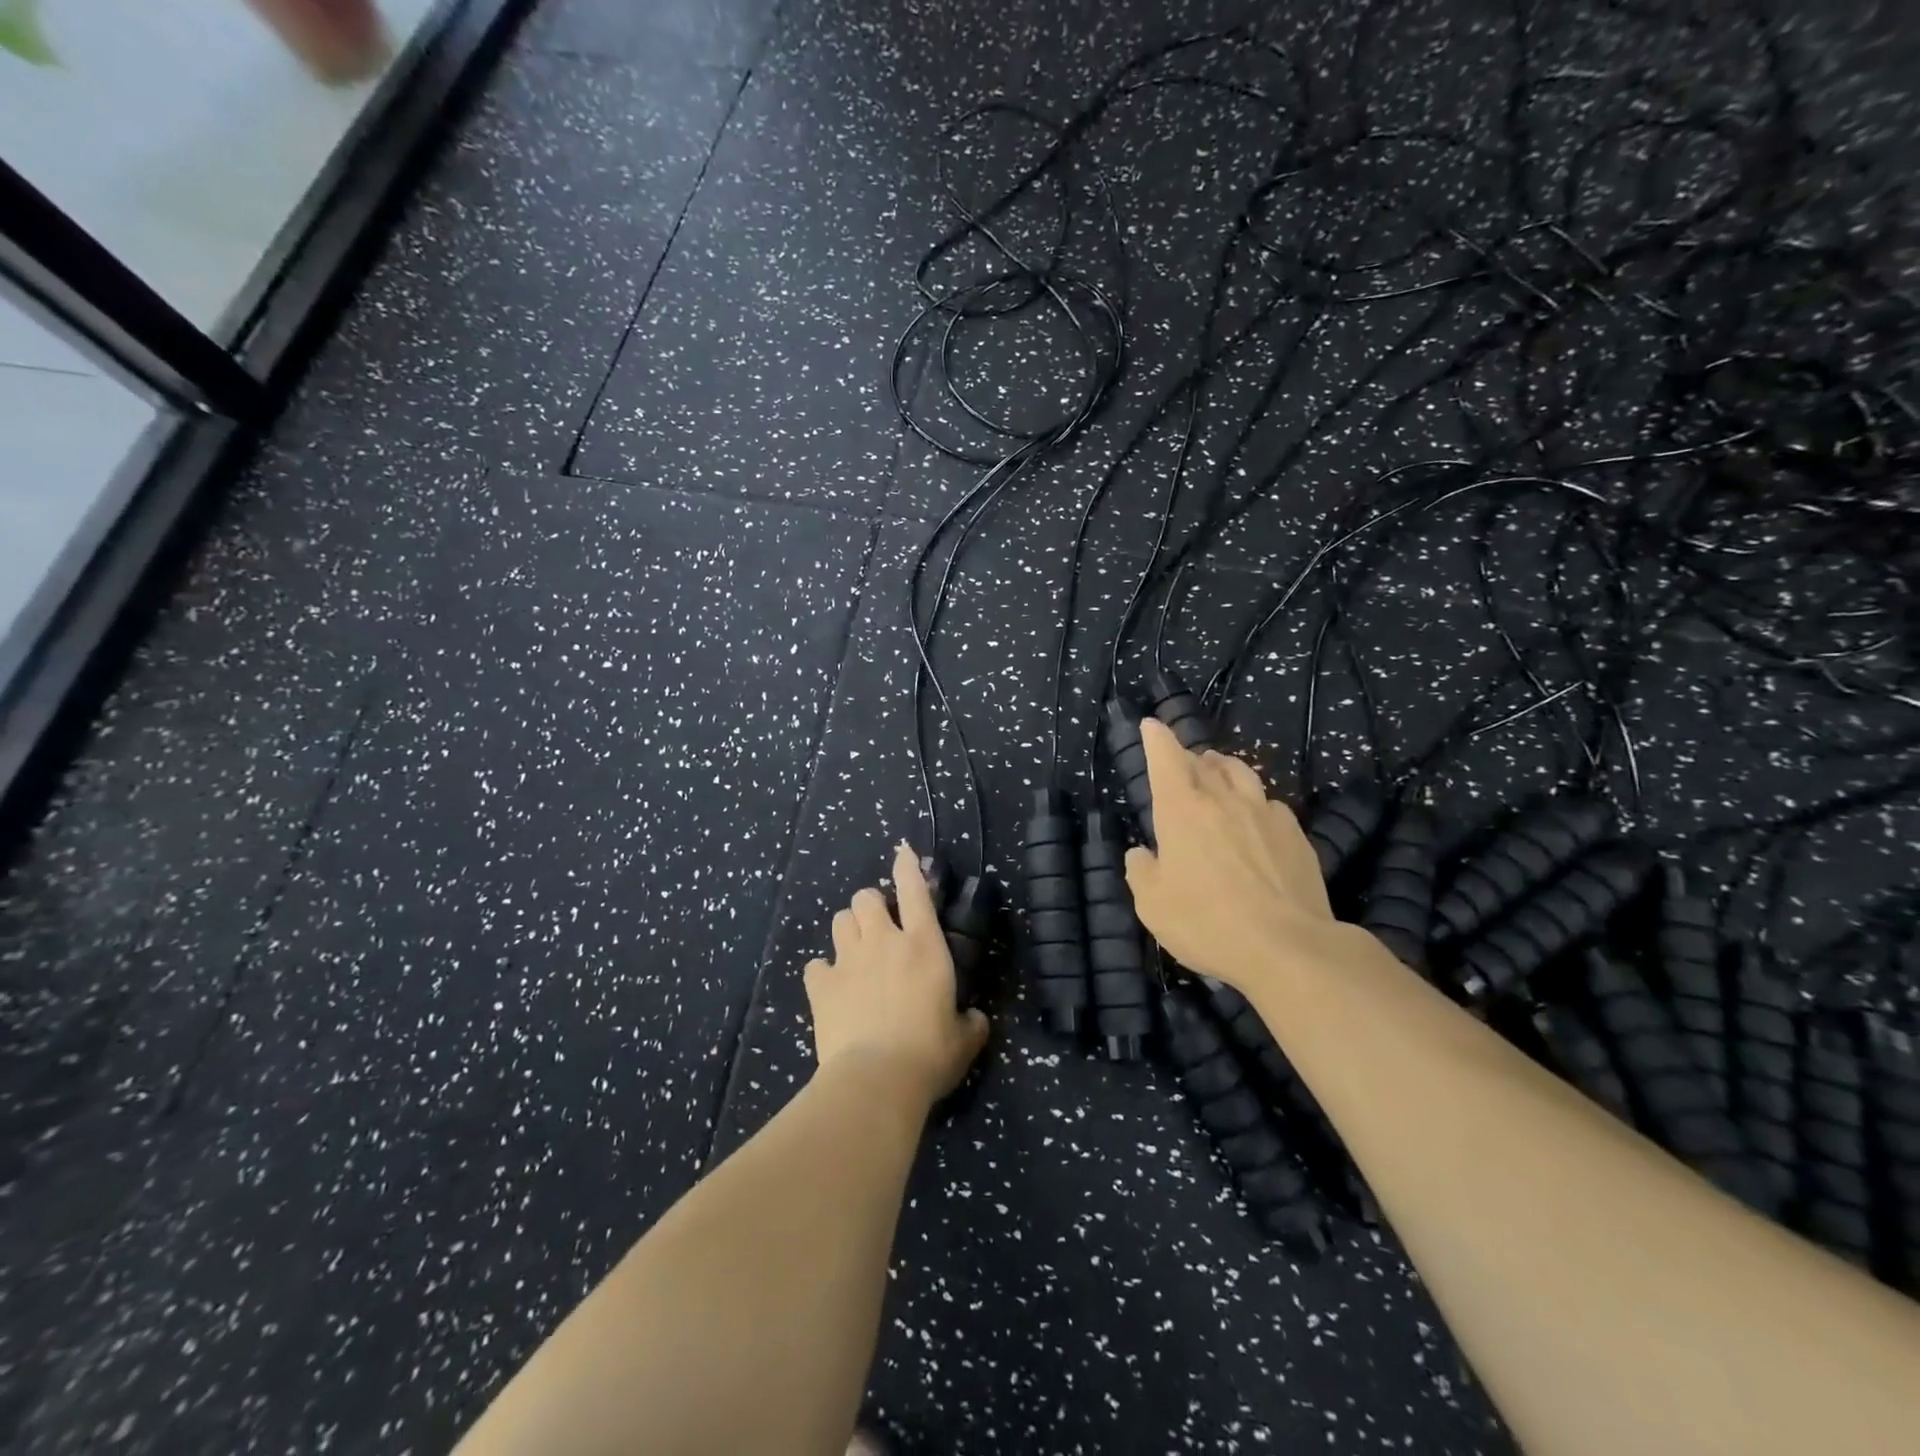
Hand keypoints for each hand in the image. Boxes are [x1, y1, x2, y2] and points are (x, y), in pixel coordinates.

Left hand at [804, 843, 990, 1106]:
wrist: (876, 1080)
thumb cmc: (929, 1054)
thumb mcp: (964, 1040)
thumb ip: (971, 1022)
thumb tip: (975, 1019)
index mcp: (923, 945)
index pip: (914, 890)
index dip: (908, 866)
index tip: (902, 852)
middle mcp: (884, 942)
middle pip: (866, 897)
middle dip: (871, 904)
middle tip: (880, 927)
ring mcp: (848, 960)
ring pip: (840, 920)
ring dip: (849, 929)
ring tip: (856, 951)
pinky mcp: (821, 986)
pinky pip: (816, 965)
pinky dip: (823, 972)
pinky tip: (831, 988)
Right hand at [1124, 717, 1346, 989]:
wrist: (1289, 947)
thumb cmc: (1207, 923)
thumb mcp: (1152, 905)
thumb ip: (1142, 871)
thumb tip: (1142, 854)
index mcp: (1181, 810)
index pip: (1165, 758)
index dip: (1156, 738)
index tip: (1151, 725)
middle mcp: (1223, 800)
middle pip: (1203, 763)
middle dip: (1188, 756)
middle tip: (1182, 760)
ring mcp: (1264, 813)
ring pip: (1241, 773)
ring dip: (1224, 768)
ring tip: (1218, 773)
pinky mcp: (1295, 834)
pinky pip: (1269, 803)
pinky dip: (1254, 800)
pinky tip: (1255, 817)